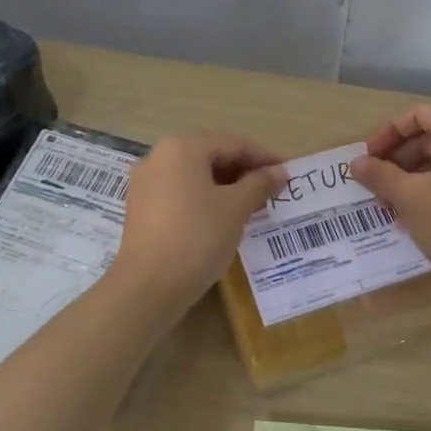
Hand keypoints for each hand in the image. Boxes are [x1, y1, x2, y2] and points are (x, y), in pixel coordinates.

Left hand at [113, 134, 287, 313]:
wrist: (149, 285)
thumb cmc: (198, 237)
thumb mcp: (236, 208)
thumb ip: (259, 184)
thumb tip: (279, 171)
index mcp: (182, 148)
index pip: (233, 144)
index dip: (265, 158)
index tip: (289, 173)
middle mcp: (158, 158)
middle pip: (211, 157)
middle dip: (244, 173)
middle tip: (273, 191)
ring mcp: (145, 184)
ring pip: (195, 178)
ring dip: (226, 188)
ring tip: (253, 206)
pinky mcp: (141, 209)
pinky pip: (181, 195)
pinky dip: (205, 201)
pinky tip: (224, 219)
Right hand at [349, 104, 430, 294]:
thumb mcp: (410, 198)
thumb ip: (380, 175)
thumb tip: (356, 163)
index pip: (420, 115)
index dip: (389, 132)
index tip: (368, 158)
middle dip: (397, 159)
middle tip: (374, 186)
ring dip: (410, 180)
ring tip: (388, 206)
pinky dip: (430, 194)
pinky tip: (412, 220)